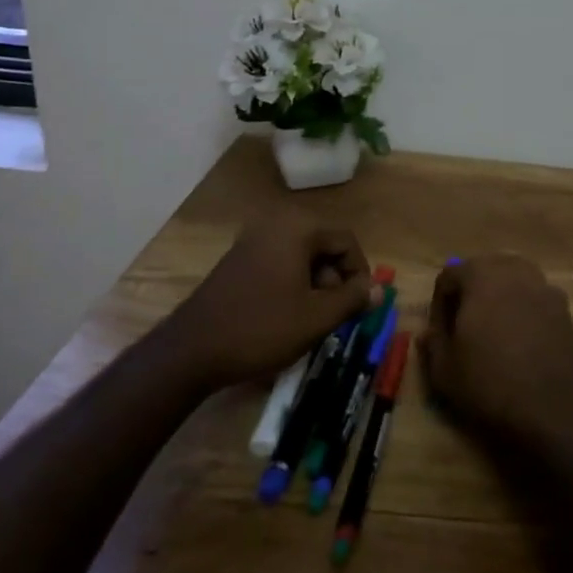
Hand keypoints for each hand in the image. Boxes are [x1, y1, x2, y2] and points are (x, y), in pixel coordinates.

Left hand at [171, 211, 382, 389]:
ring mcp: (253, 238)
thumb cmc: (261, 328)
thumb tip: (380, 290)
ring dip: (315, 283)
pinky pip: (280, 260)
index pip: (347, 241)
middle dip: (335, 279)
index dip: (360, 273)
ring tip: (311, 318)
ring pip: (303, 255)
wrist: (191, 350)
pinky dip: (292, 282)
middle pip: (324, 245)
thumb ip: (353, 299)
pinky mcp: (239, 257)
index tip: (359, 306)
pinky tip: (286, 313)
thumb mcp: (316, 317)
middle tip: (334, 314)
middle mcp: (277, 222)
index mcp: (299, 227)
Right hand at [420, 254, 572, 455]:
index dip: (439, 304)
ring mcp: (547, 290)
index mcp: (483, 275)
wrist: (558, 411)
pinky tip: (523, 348)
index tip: (440, 334)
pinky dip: (525, 316)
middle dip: (471, 294)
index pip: (450, 275)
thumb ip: (433, 344)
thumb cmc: (491, 384)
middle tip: (464, 329)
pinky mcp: (567, 312)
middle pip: (485, 271)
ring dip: (500, 301)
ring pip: (515, 284)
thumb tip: (428, 332)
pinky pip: (537, 304)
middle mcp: (517, 272)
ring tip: (493, 337)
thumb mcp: (445, 372)